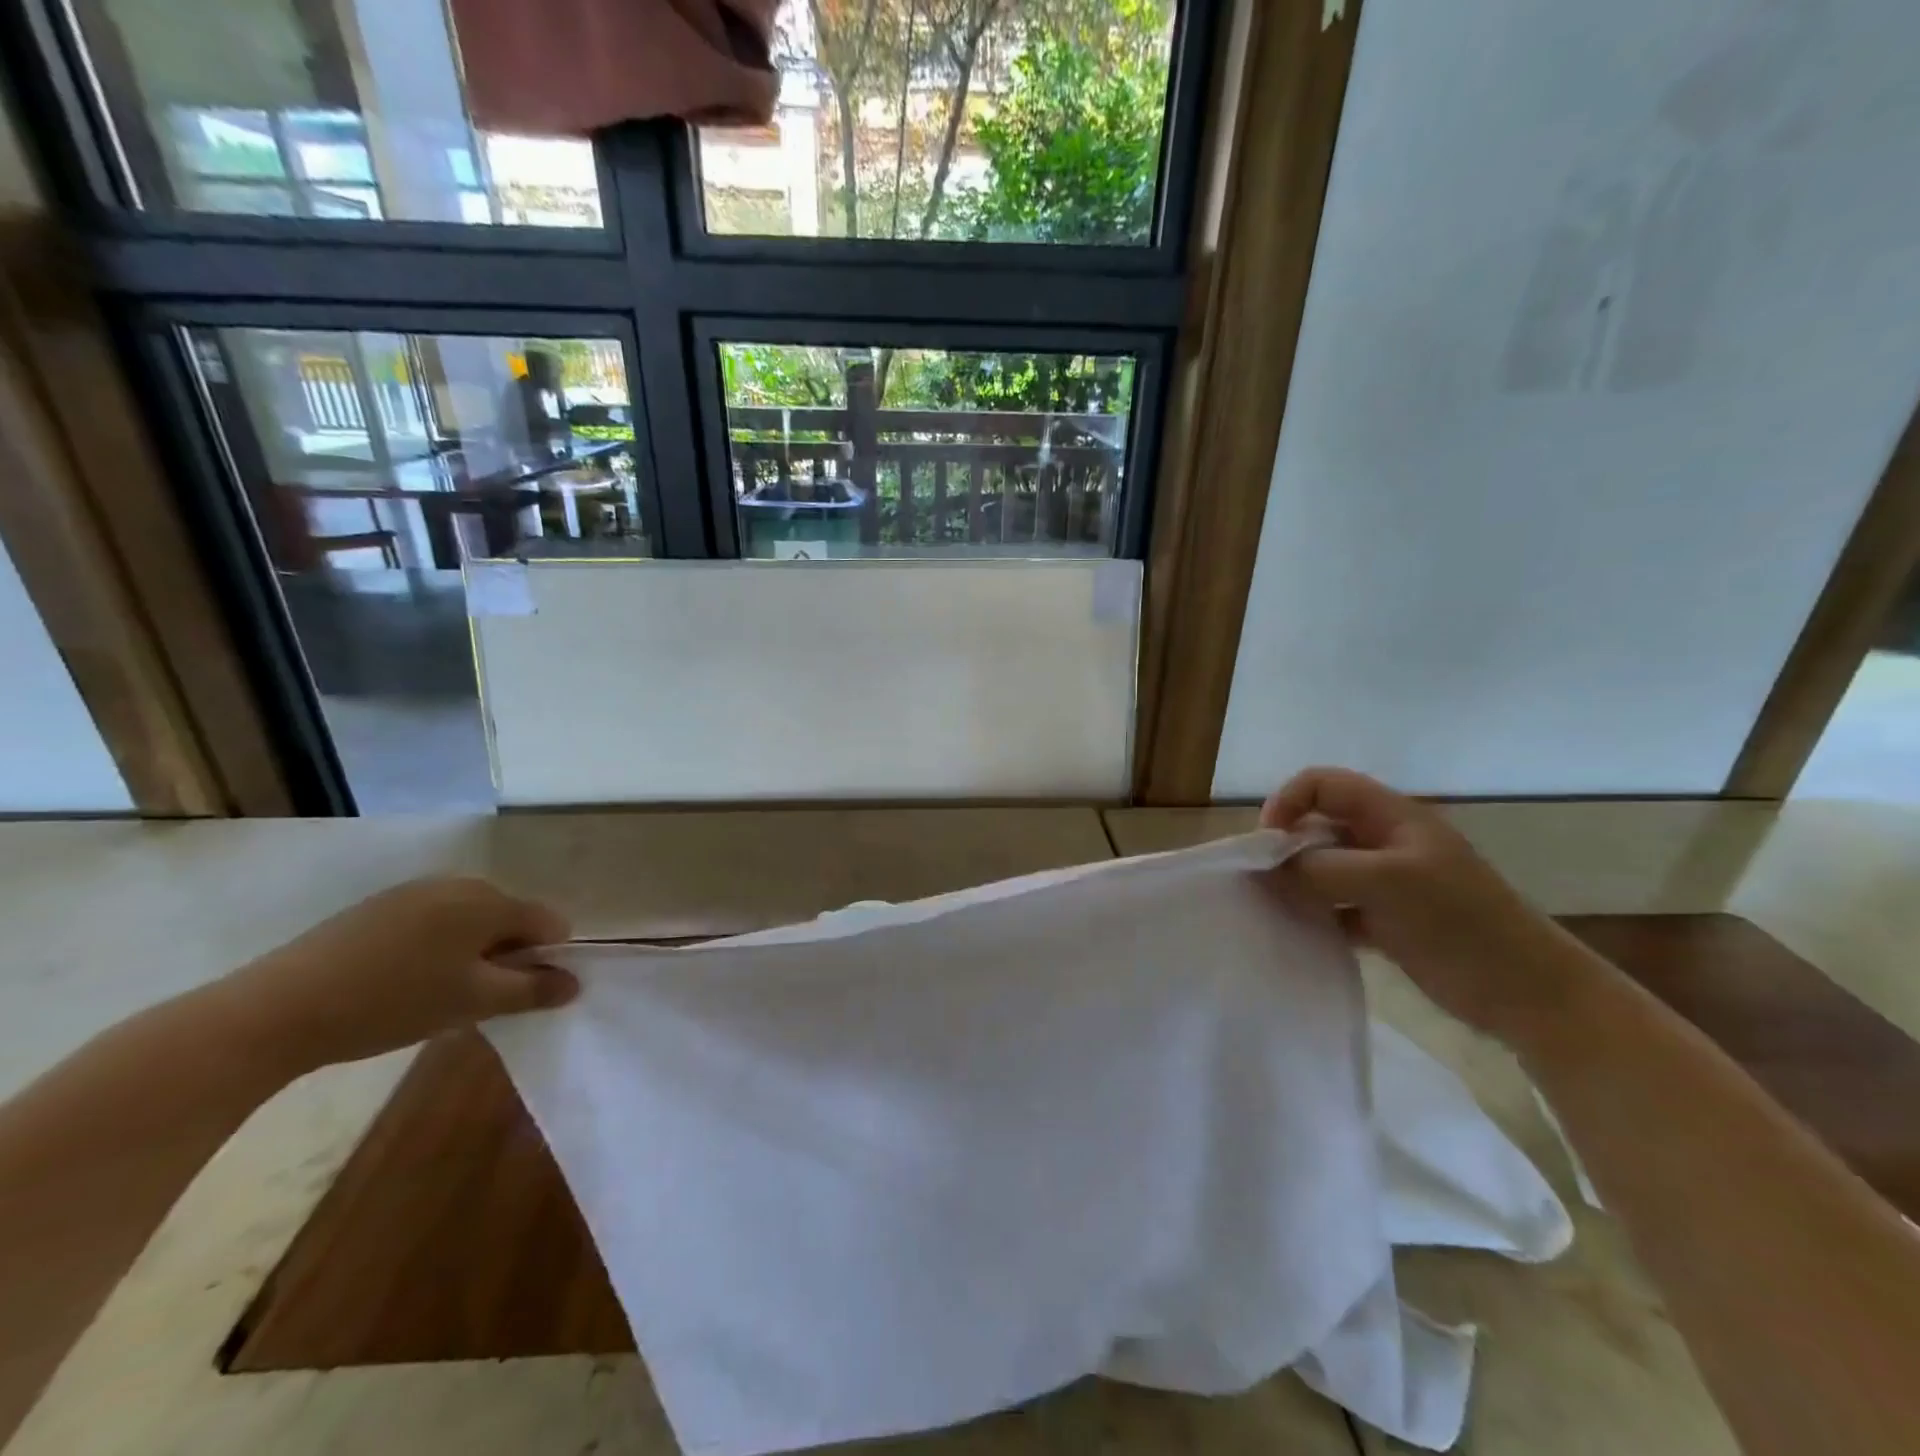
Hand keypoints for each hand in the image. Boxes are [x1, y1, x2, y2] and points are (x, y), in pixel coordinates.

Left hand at [211, 876, 575, 1076]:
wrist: (275, 1011)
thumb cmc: (393, 1002)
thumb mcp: (474, 1003)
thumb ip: (533, 990)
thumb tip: (576, 983)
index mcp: (488, 901)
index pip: (549, 922)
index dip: (548, 958)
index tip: (521, 994)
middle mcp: (458, 884)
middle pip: (510, 918)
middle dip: (508, 955)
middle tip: (477, 999)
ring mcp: (414, 891)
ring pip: (470, 921)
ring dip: (472, 954)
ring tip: (439, 994)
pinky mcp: (378, 907)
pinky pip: (433, 921)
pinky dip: (436, 948)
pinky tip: (403, 982)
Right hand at [1262, 767, 1579, 1039]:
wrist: (1528, 994)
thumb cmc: (1461, 924)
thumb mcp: (1389, 883)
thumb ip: (1322, 868)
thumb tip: (1269, 867)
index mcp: (1390, 817)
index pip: (1321, 784)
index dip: (1287, 802)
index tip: (1267, 843)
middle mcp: (1383, 841)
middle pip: (1316, 825)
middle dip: (1284, 848)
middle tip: (1264, 882)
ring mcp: (1384, 882)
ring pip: (1322, 868)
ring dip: (1296, 884)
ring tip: (1276, 910)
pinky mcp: (1385, 919)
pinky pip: (1334, 907)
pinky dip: (1314, 915)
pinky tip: (1301, 935)